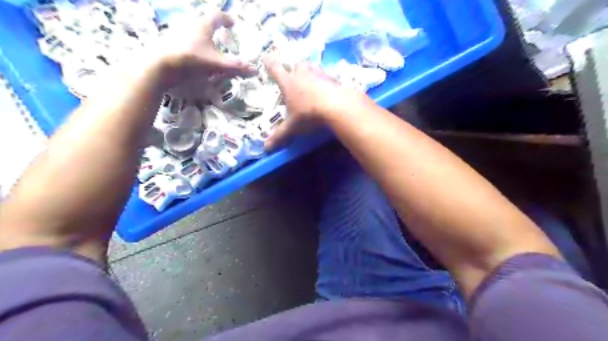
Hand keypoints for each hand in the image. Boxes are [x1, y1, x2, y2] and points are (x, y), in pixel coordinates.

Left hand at [142, 12, 252, 86]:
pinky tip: (194, 57)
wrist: (159, 66)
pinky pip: (185, 41)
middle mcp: (190, 25)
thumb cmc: (191, 60)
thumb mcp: (217, 64)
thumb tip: (255, 69)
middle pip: (204, 22)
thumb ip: (236, 67)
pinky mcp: (169, 43)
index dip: (226, 19)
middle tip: (221, 36)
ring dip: (203, 37)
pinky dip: (193, 46)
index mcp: (203, 26)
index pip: (217, 16)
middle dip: (214, 28)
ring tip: (209, 49)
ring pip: (194, 32)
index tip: (232, 24)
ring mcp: (178, 34)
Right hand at [262, 56, 372, 148]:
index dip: (269, 63)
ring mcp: (319, 74)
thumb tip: (265, 148)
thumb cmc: (309, 114)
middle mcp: (303, 75)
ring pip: (312, 66)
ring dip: (309, 70)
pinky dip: (324, 79)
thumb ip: (279, 135)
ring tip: (310, 77)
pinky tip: (327, 86)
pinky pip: (326, 75)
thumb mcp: (292, 127)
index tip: (265, 55)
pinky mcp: (333, 79)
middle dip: (293, 67)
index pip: (275, 69)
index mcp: (289, 83)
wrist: (336, 106)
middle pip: (296, 65)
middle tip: (293, 73)